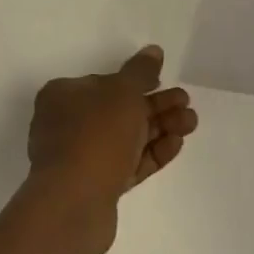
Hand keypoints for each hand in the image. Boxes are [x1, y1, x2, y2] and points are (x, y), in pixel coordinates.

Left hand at [21, 46, 198, 252]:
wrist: (73, 203)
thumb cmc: (95, 135)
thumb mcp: (122, 93)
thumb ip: (140, 71)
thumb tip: (153, 51)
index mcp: (63, 96)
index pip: (103, 82)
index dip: (135, 81)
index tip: (163, 81)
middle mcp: (67, 125)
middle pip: (118, 110)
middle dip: (156, 106)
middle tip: (186, 103)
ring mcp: (80, 158)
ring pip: (126, 138)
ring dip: (160, 128)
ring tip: (191, 123)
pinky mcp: (96, 186)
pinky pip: (127, 163)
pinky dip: (151, 153)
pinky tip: (176, 144)